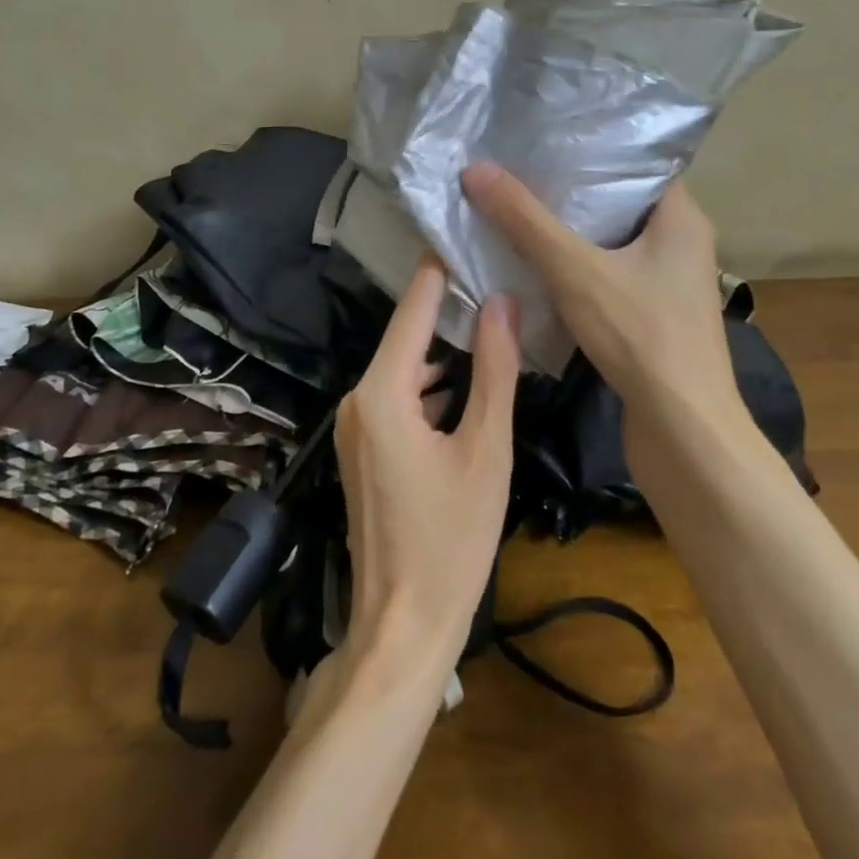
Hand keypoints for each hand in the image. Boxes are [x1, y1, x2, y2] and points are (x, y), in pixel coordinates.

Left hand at [336, 255, 518, 672]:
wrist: (403, 627)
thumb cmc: (452, 540)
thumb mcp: (486, 449)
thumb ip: (494, 370)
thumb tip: (501, 301)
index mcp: (382, 392)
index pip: (414, 308)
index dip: (441, 269)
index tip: (469, 231)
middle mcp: (358, 399)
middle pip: (407, 336)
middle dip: (450, 308)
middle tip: (498, 275)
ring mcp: (357, 426)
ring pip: (405, 367)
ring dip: (444, 349)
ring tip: (494, 318)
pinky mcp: (364, 449)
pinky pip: (399, 397)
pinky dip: (432, 384)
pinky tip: (469, 382)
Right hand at [461, 162, 743, 428]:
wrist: (684, 431)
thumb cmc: (642, 335)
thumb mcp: (575, 270)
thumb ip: (526, 221)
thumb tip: (475, 170)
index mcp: (680, 217)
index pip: (634, 165)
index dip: (586, 152)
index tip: (537, 144)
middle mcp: (680, 243)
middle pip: (615, 204)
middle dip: (566, 194)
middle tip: (514, 175)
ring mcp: (669, 283)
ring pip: (610, 243)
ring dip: (567, 235)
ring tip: (515, 212)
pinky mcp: (653, 316)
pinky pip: (609, 276)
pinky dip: (576, 270)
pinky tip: (535, 267)